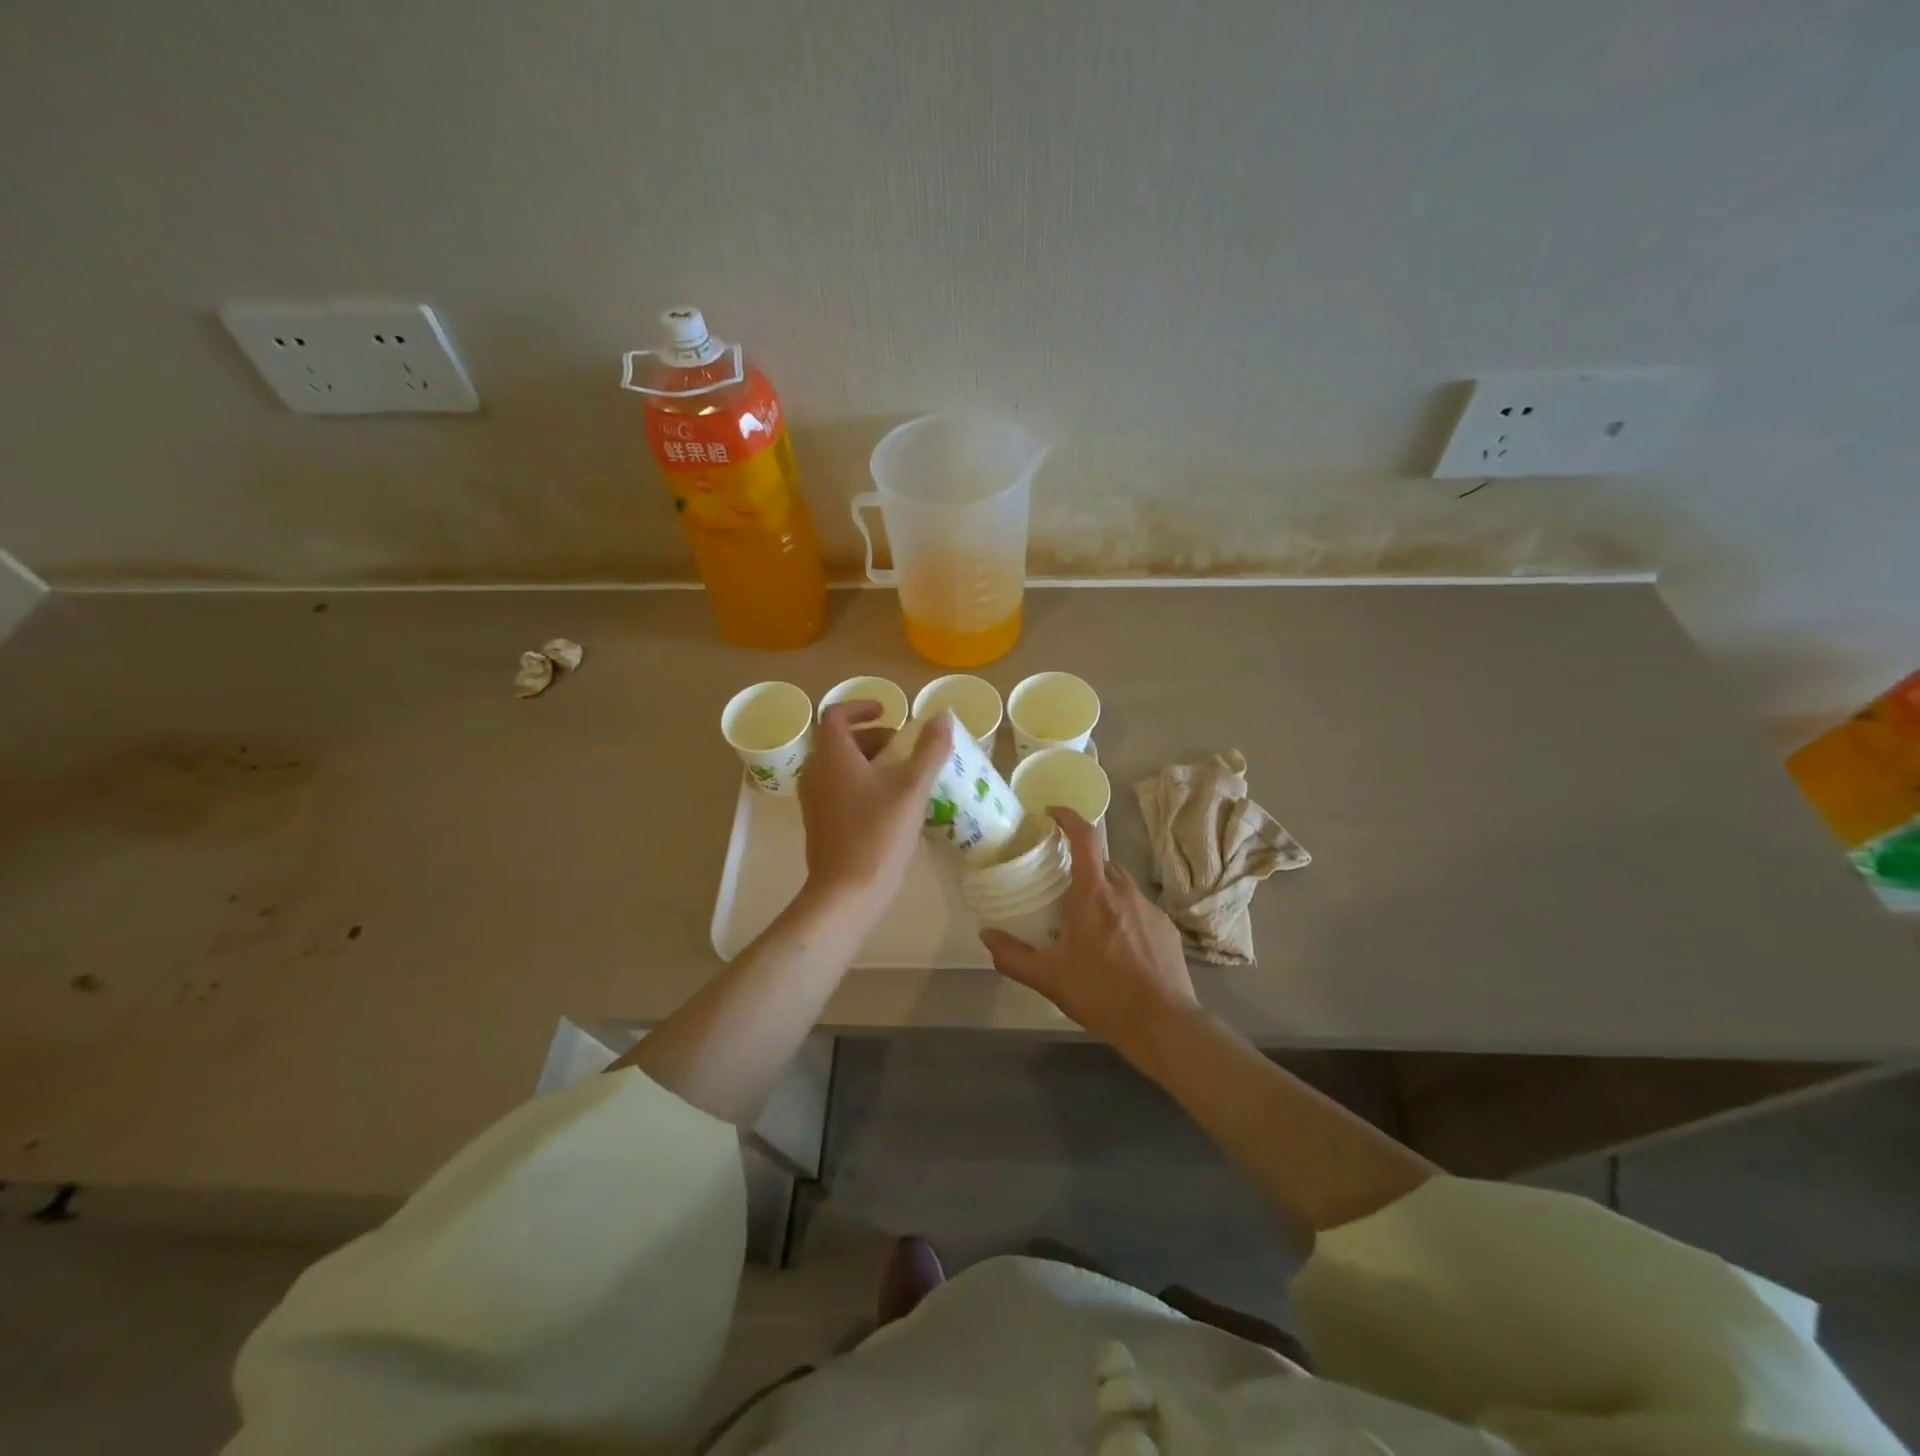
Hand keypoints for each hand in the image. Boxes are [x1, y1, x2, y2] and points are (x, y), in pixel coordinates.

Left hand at [799, 703, 951, 917]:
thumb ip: (930, 749)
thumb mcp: (912, 788)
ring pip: (839, 766)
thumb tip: (942, 716)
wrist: (847, 892)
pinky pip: (838, 789)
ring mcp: (814, 800)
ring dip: (868, 760)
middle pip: (839, 741)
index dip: (861, 707)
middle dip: (872, 737)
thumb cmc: (878, 833)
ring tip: (903, 773)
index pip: (836, 715)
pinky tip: (891, 803)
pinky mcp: (820, 823)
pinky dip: (861, 783)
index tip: (888, 712)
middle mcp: (816, 772)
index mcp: (832, 756)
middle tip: (903, 746)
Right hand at [980, 808, 1199, 1057]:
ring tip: (1087, 917)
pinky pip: (1139, 907)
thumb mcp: (1048, 978)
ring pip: (1121, 884)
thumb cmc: (1101, 994)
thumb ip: (1013, 956)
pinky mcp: (1166, 927)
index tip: (1052, 813)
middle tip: (1061, 881)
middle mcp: (1124, 891)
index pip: (1085, 838)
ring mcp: (1150, 908)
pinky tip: (1116, 944)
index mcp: (1094, 894)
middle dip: (1082, 863)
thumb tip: (986, 935)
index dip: (1069, 817)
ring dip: (1103, 890)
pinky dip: (1123, 913)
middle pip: (1102, 861)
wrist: (1162, 1023)